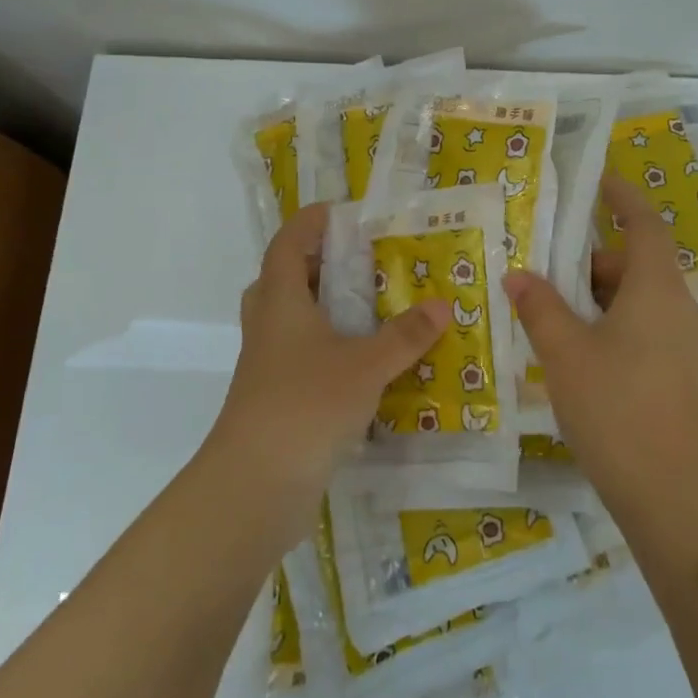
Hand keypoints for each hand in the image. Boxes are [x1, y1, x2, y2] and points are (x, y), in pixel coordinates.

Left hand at [206, 203, 449, 536]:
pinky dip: (330, 350)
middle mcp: (269, 327)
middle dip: (316, 265)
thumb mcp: (366, 365)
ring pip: (292, 322)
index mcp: (281, 302)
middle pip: (283, 280)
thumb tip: (442, 305)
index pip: (287, 244)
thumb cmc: (306, 405)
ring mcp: (268, 366)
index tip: (340, 211)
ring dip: (324, 309)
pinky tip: (367, 362)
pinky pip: (303, 358)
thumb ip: (405, 336)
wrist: (255, 486)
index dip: (309, 223)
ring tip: (370, 307)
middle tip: (358, 261)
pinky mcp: (276, 399)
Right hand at [503, 174, 697, 519]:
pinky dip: (620, 327)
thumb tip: (518, 275)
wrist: (673, 494)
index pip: (645, 224)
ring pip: (645, 302)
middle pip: (640, 266)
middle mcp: (683, 309)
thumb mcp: (564, 353)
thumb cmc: (615, 408)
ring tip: (559, 321)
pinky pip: (652, 332)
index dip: (623, 198)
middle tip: (550, 276)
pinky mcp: (690, 378)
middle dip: (595, 264)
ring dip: (605, 300)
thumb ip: (540, 308)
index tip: (599, 181)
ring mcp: (691, 346)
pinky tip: (587, 360)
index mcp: (657, 289)